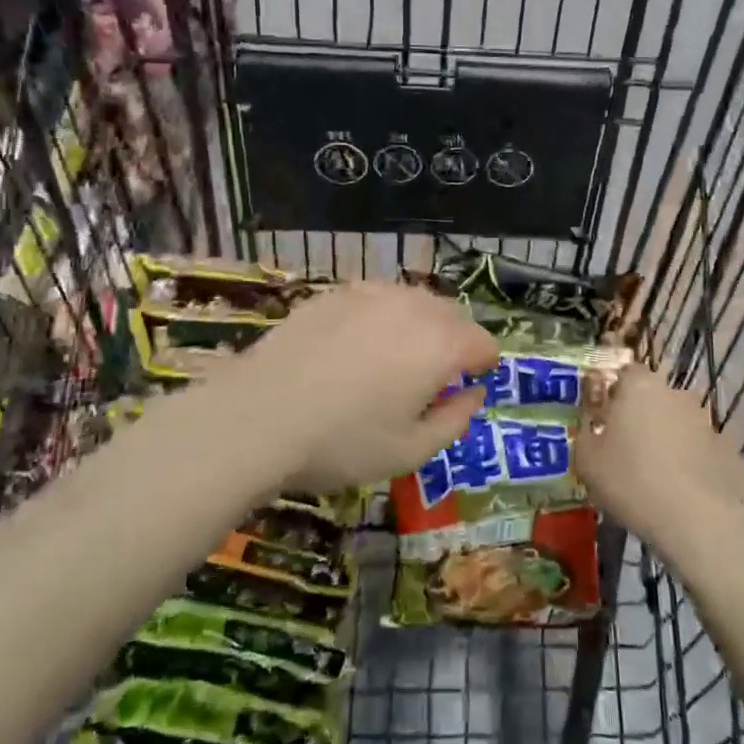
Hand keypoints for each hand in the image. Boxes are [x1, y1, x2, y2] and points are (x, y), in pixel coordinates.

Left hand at [230, 282, 498, 492]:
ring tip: (393, 360)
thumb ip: (454, 419)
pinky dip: (381, 317)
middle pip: (452, 315)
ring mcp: (372, 293)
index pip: (483, 342)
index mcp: (440, 344)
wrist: (259, 415)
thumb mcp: (410, 451)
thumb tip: (472, 393)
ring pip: (414, 301)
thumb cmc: (343, 442)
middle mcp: (413, 307)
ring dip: (419, 325)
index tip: (466, 386)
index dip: (482, 365)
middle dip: (453, 341)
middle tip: (431, 378)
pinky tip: (354, 347)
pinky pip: (377, 298)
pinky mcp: (336, 292)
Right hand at [576, 367, 743, 549]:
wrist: (697, 521)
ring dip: (666, 438)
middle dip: (641, 415)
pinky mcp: (726, 449)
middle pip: (653, 396)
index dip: (614, 393)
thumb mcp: (587, 460)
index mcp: (639, 385)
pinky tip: (680, 491)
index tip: (605, 418)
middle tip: (626, 448)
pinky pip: (698, 449)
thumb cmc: (631, 481)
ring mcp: (705, 420)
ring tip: (654, 475)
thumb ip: (585, 432)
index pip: (626, 372)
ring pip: (677, 422)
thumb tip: (592, 426)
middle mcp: (675, 393)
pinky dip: (689, 461)